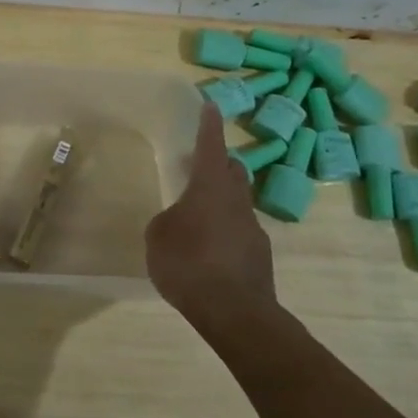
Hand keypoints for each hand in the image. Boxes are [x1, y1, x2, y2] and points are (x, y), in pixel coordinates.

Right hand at [145, 103, 277, 325]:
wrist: (235, 312)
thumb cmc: (189, 263)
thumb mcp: (158, 237)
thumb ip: (167, 221)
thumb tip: (178, 221)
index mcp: (210, 188)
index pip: (211, 147)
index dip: (209, 126)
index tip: (210, 105)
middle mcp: (236, 201)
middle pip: (233, 171)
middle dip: (219, 162)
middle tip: (200, 162)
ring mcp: (252, 229)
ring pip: (238, 202)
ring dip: (221, 199)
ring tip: (198, 212)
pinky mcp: (258, 256)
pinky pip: (238, 231)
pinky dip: (224, 229)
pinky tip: (207, 249)